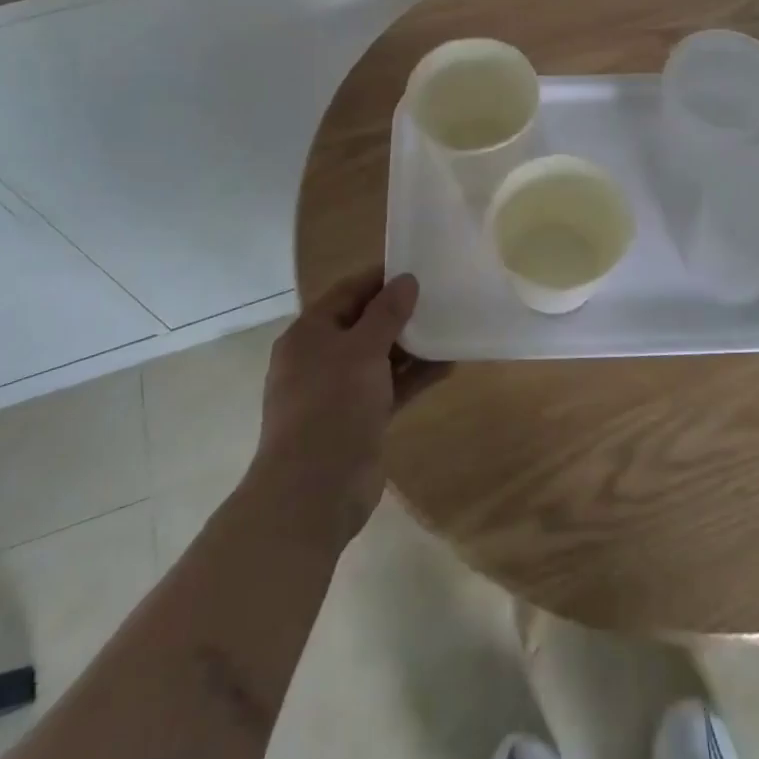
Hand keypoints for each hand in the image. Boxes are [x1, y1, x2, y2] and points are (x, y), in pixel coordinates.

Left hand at [253, 267, 445, 541]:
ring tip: (449, 327)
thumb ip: (386, 313)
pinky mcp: (358, 419)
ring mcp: (338, 391)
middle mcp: (320, 358)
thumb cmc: (332, 405)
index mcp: (309, 333)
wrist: (314, 491)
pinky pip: (389, 387)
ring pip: (379, 357)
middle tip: (439, 297)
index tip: (417, 268)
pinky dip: (413, 377)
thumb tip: (406, 280)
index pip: (347, 292)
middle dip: (400, 312)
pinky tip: (447, 366)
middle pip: (364, 324)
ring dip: (411, 345)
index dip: (380, 279)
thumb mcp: (362, 350)